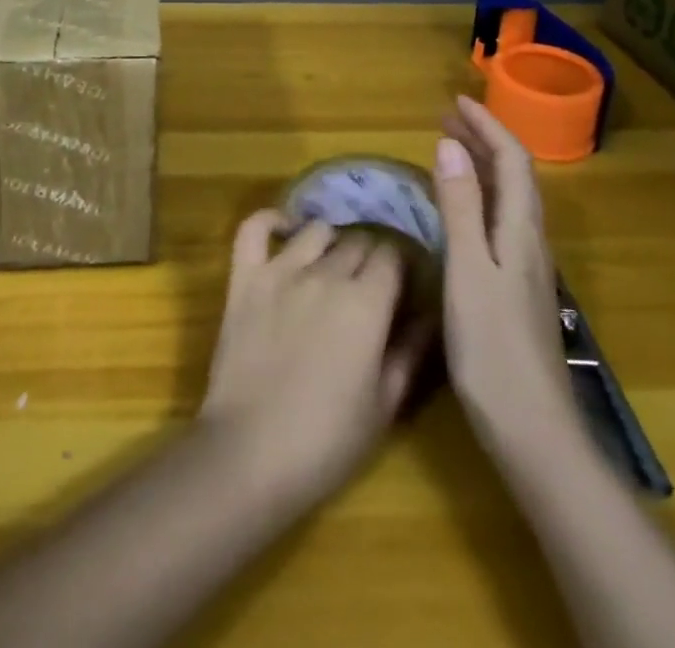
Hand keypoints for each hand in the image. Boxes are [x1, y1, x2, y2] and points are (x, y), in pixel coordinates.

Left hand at [199, 213, 432, 507]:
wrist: (250, 453)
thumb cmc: (327, 441)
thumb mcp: (385, 405)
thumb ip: (410, 351)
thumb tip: (430, 314)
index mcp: (366, 302)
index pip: (393, 255)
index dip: (401, 265)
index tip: (403, 282)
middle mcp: (326, 274)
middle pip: (358, 239)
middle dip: (370, 254)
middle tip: (369, 282)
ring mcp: (280, 270)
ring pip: (316, 230)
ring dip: (330, 241)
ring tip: (331, 264)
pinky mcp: (244, 277)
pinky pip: (254, 228)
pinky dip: (270, 221)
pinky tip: (284, 230)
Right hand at [434, 96, 577, 439]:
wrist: (534, 432)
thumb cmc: (493, 348)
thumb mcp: (469, 271)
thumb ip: (460, 208)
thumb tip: (450, 145)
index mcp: (521, 231)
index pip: (512, 160)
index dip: (488, 125)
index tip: (456, 101)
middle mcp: (530, 242)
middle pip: (514, 176)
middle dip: (485, 139)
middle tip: (448, 118)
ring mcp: (527, 268)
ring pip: (509, 199)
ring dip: (483, 166)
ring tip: (451, 150)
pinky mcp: (518, 289)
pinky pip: (501, 222)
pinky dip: (480, 197)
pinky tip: (461, 212)